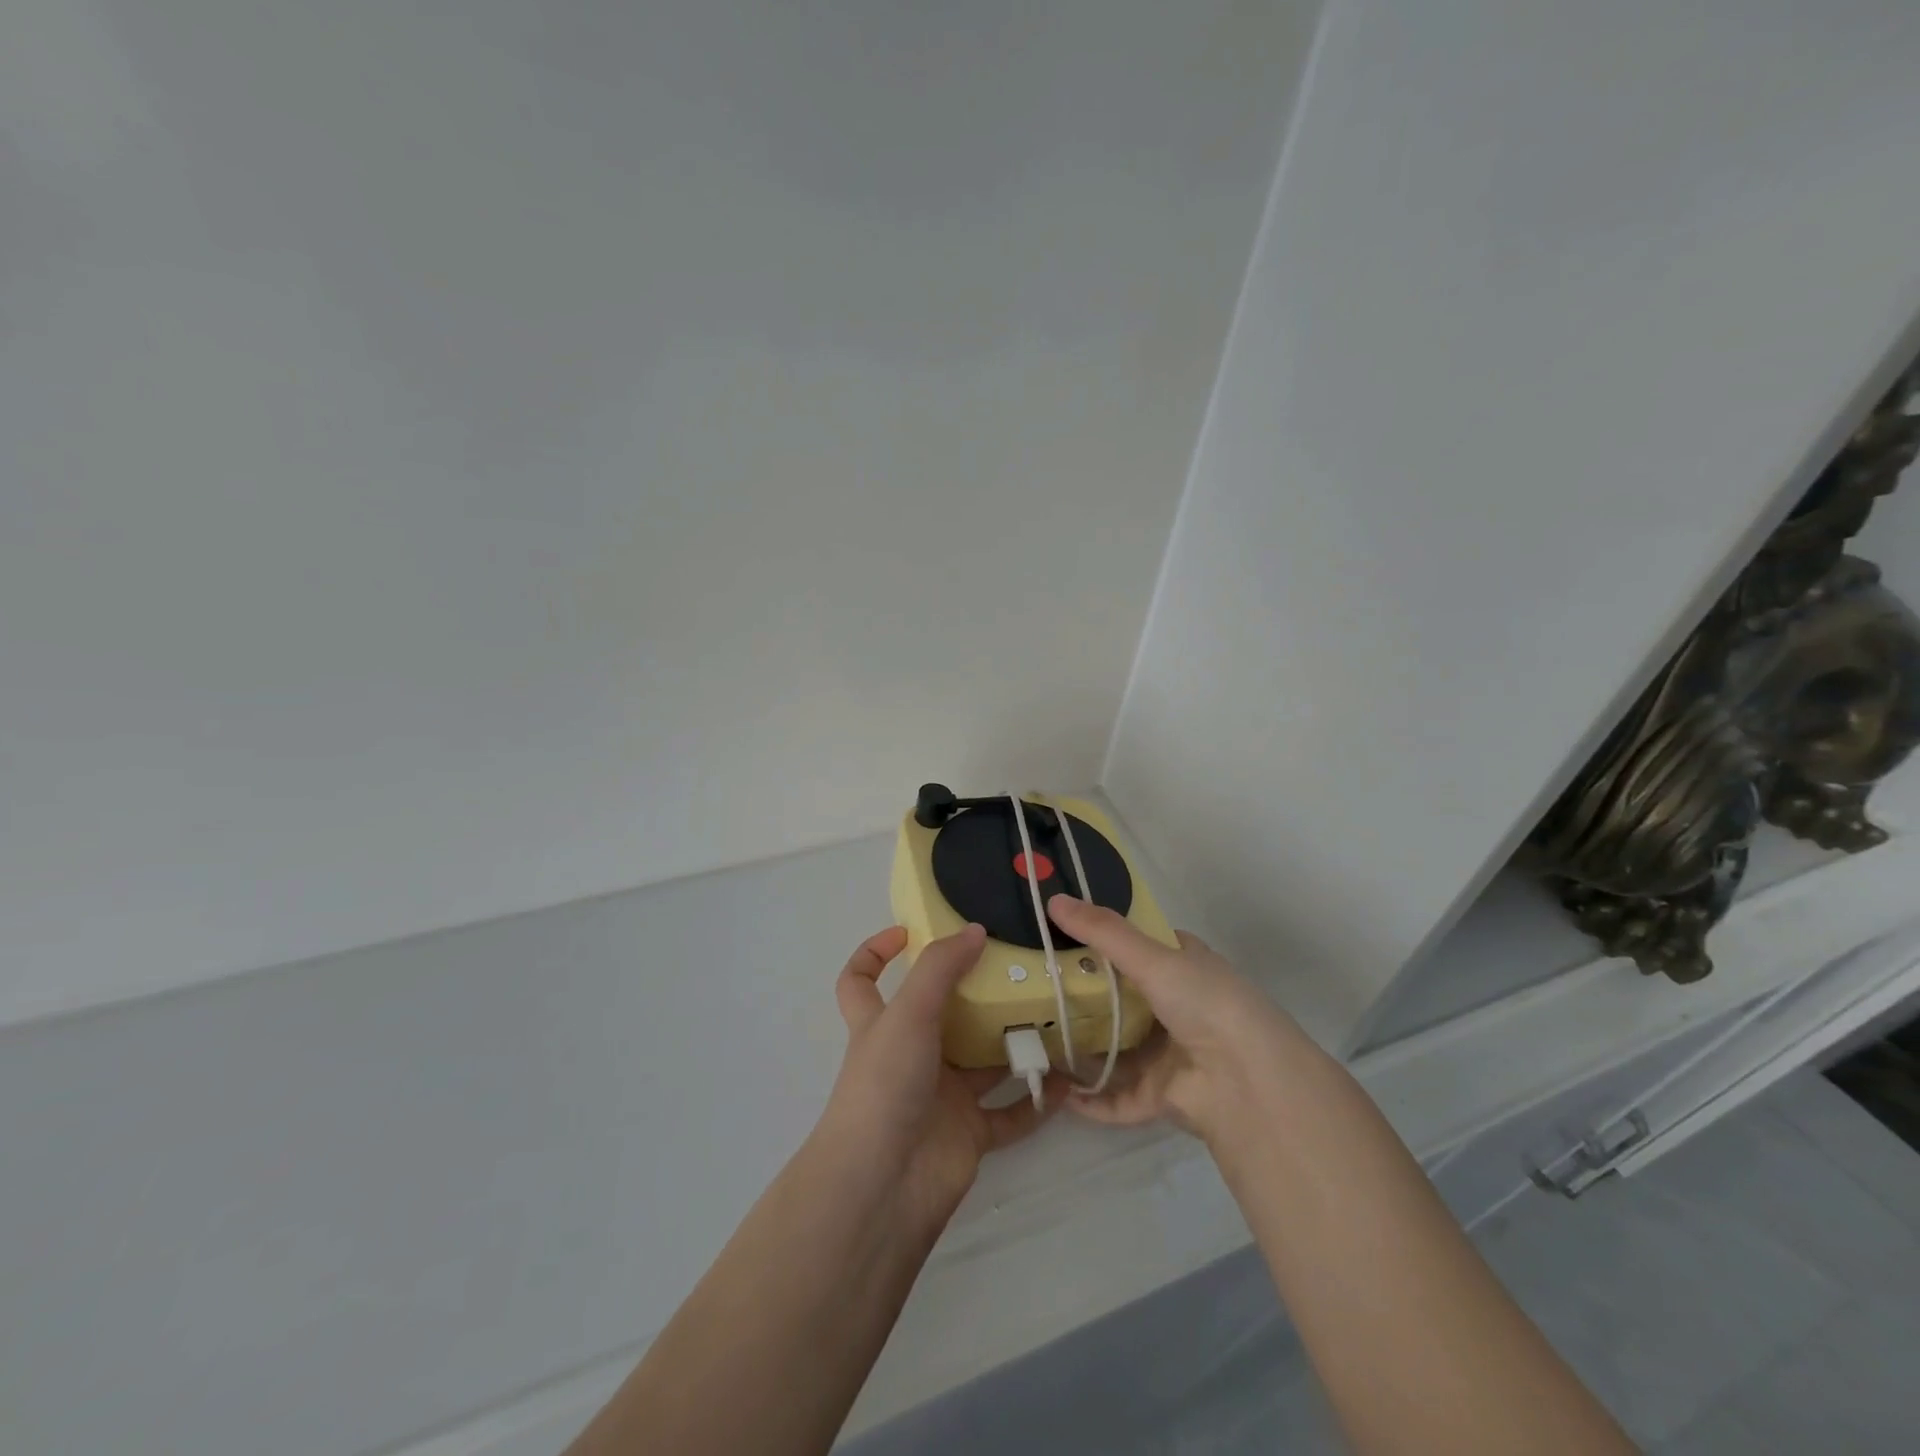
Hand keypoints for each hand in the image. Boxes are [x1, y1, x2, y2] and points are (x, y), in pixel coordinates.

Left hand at [817, 924, 1058, 1235]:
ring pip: (983, 1061)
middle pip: (941, 1014)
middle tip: (1017, 968)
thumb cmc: (884, 1086)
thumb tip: (975, 931)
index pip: (861, 980)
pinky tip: (1067, 1081)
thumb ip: (940, 968)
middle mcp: (910, 1055)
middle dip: (975, 993)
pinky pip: (1010, 1112)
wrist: (883, 1187)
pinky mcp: (968, 1133)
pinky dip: (1036, 1099)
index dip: (875, 953)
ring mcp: (940, 1096)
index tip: (909, 931)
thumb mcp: (907, 1013)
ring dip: (1014, 1042)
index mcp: (881, 1024)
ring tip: (1055, 1015)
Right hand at [1046, 894, 1322, 1147]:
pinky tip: (1059, 1093)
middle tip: (1035, 987)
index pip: (1138, 945)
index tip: (1059, 934)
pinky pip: (1119, 1096)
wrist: (1248, 1082)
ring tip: (1037, 1039)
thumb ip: (1102, 931)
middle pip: (1121, 997)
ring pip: (1118, 1048)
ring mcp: (1170, 1053)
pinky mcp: (1163, 1096)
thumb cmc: (1205, 1002)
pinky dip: (1093, 1097)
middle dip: (1083, 994)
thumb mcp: (1152, 956)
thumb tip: (1052, 899)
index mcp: (1183, 966)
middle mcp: (1177, 1006)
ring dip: (1084, 1047)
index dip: (1102, 938)